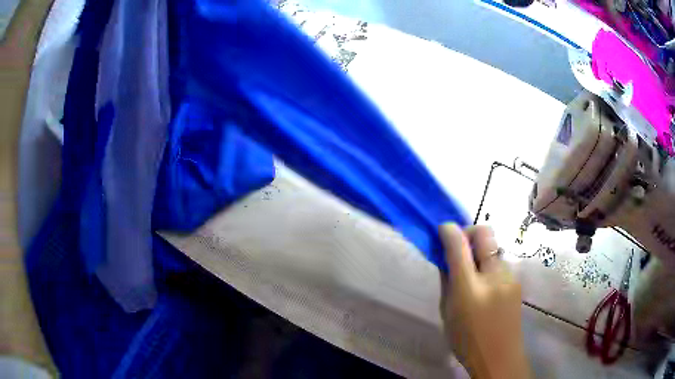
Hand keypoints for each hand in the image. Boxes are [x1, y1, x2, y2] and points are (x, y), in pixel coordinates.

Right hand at [439, 224, 529, 378]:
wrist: (499, 356)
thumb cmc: (466, 339)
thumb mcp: (447, 312)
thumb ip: (447, 280)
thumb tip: (445, 256)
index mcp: (469, 288)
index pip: (459, 245)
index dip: (449, 231)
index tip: (442, 230)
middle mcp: (494, 276)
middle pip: (484, 233)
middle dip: (469, 231)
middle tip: (459, 247)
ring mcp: (509, 276)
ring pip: (494, 247)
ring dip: (480, 251)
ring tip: (473, 273)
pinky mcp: (517, 280)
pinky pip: (500, 262)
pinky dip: (489, 264)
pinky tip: (486, 284)